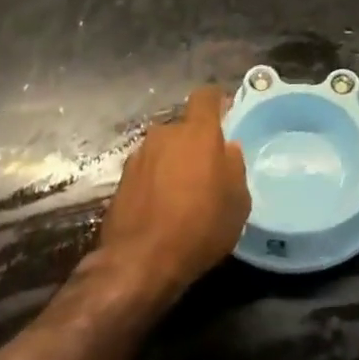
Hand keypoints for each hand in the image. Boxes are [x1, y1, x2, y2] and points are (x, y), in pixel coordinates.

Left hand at [96, 85, 250, 296]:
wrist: (139, 262)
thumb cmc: (200, 227)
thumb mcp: (238, 202)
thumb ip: (234, 166)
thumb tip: (227, 149)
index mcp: (197, 132)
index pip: (206, 97)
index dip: (217, 101)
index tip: (225, 112)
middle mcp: (165, 134)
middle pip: (184, 127)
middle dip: (195, 142)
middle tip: (206, 169)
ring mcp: (139, 155)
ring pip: (164, 149)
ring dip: (173, 162)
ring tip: (182, 193)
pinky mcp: (120, 179)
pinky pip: (147, 170)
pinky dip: (155, 181)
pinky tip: (161, 207)